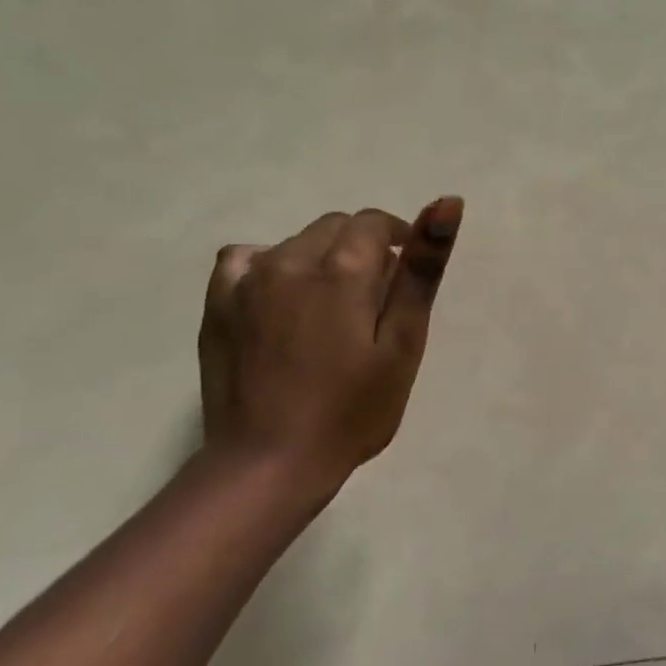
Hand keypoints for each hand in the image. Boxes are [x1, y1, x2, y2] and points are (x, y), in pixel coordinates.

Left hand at [197, 197, 462, 489]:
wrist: (269, 463)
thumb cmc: (351, 411)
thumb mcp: (403, 344)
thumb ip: (422, 270)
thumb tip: (448, 202)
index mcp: (342, 269)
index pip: (374, 222)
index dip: (398, 239)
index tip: (404, 275)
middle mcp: (290, 259)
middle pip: (335, 227)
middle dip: (360, 249)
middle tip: (372, 303)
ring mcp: (246, 280)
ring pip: (295, 242)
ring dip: (319, 259)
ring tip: (328, 311)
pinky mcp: (217, 304)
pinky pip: (245, 260)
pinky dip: (270, 267)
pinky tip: (279, 301)